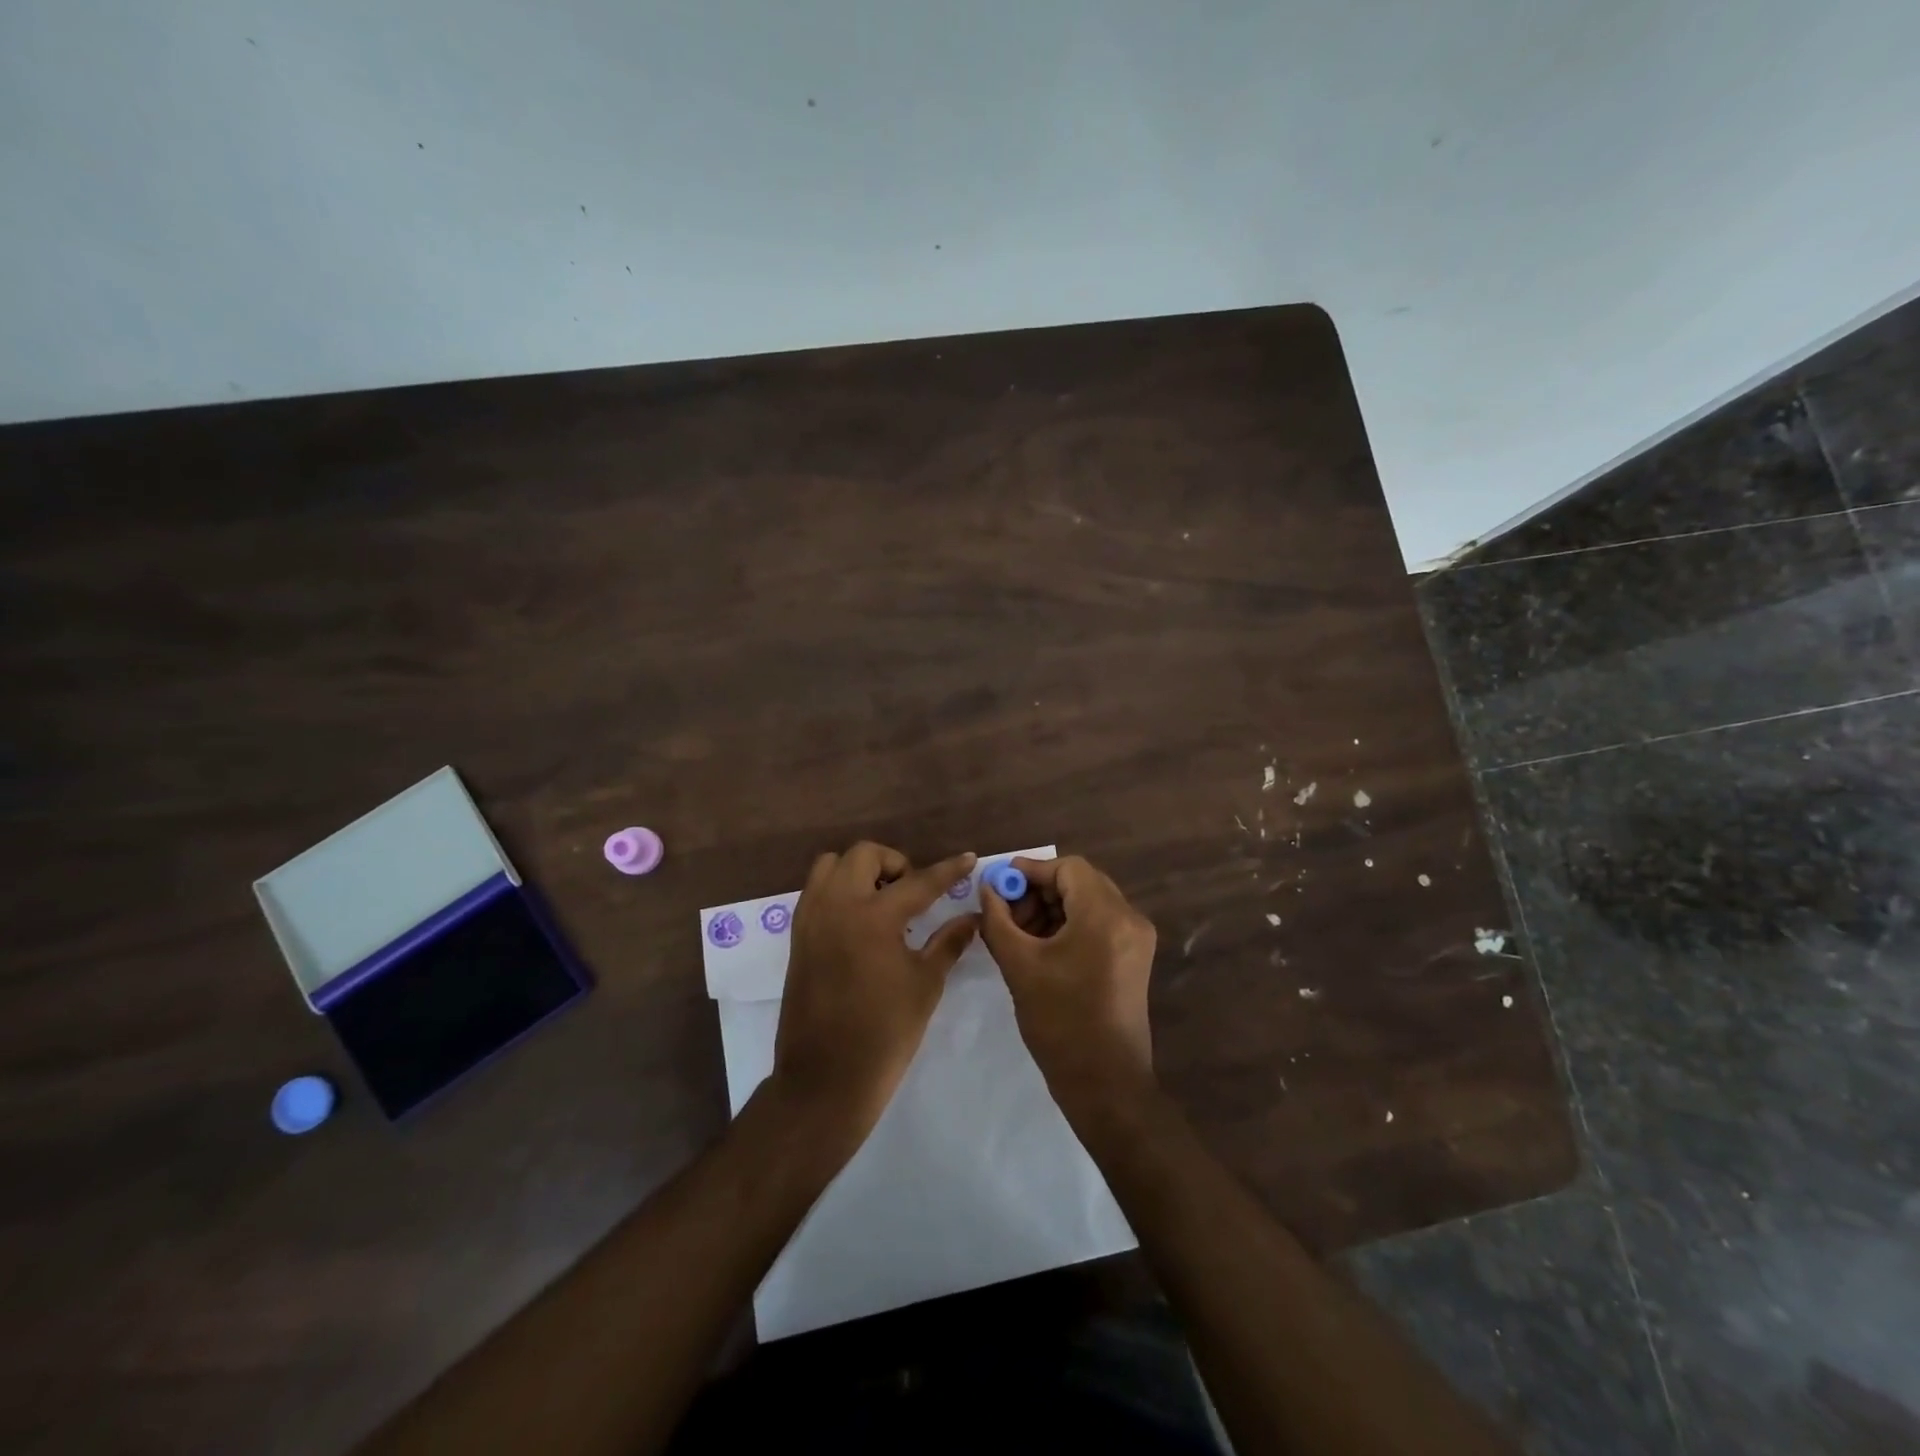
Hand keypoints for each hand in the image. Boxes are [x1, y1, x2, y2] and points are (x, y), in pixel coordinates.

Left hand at [770, 842, 979, 1142]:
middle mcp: (836, 905)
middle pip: (864, 855)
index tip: (968, 859)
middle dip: (894, 863)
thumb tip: (972, 917)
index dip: (948, 870)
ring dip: (859, 871)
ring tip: (882, 901)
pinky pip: (816, 891)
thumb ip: (949, 942)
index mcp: (873, 917)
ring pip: (831, 866)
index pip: (919, 881)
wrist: (825, 1079)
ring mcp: (811, 918)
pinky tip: (860, 921)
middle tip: (913, 892)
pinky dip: (839, 890)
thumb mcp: (925, 985)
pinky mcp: (797, 936)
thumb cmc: (884, 1033)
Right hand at [979, 855, 1157, 1120]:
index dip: (1031, 870)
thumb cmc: (1060, 1022)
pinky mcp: (1134, 958)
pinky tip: (1041, 947)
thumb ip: (998, 920)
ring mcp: (1136, 939)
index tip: (999, 885)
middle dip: (1039, 891)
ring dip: (1053, 909)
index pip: (1068, 868)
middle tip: (1006, 913)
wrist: (1105, 1084)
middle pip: (1080, 882)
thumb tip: (987, 889)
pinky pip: (1099, 923)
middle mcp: (1129, 918)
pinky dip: (1070, 925)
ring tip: (1019, 934)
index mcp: (1106, 916)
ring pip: (1089, 902)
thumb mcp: (1019, 966)